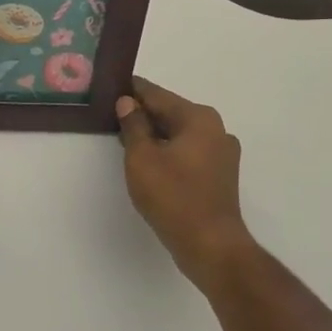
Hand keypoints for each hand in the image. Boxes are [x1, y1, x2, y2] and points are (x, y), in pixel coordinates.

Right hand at [116, 79, 256, 296]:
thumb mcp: (142, 158)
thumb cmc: (174, 197)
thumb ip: (133, 125)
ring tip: (124, 137)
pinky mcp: (219, 175)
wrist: (211, 246)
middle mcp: (215, 129)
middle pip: (170, 112)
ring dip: (154, 134)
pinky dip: (168, 151)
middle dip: (142, 113)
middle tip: (111, 113)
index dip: (132, 90)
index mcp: (198, 118)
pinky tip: (148, 161)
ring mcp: (221, 153)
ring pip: (179, 134)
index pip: (157, 94)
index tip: (110, 84)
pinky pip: (188, 152)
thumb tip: (127, 102)